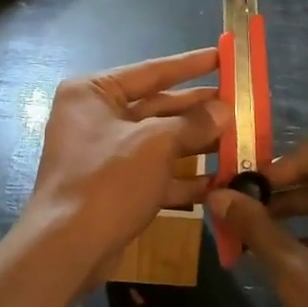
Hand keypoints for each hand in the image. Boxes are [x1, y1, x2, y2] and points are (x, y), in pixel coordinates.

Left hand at [22, 48, 224, 279]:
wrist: (67, 250)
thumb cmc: (108, 181)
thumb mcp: (155, 144)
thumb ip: (193, 124)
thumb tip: (225, 109)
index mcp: (93, 93)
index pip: (150, 71)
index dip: (190, 65)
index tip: (223, 56)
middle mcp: (96, 117)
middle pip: (158, 107)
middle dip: (199, 110)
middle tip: (240, 104)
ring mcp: (105, 154)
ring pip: (160, 141)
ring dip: (198, 144)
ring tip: (239, 140)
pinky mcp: (115, 186)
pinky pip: (155, 172)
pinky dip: (184, 176)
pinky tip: (220, 180)